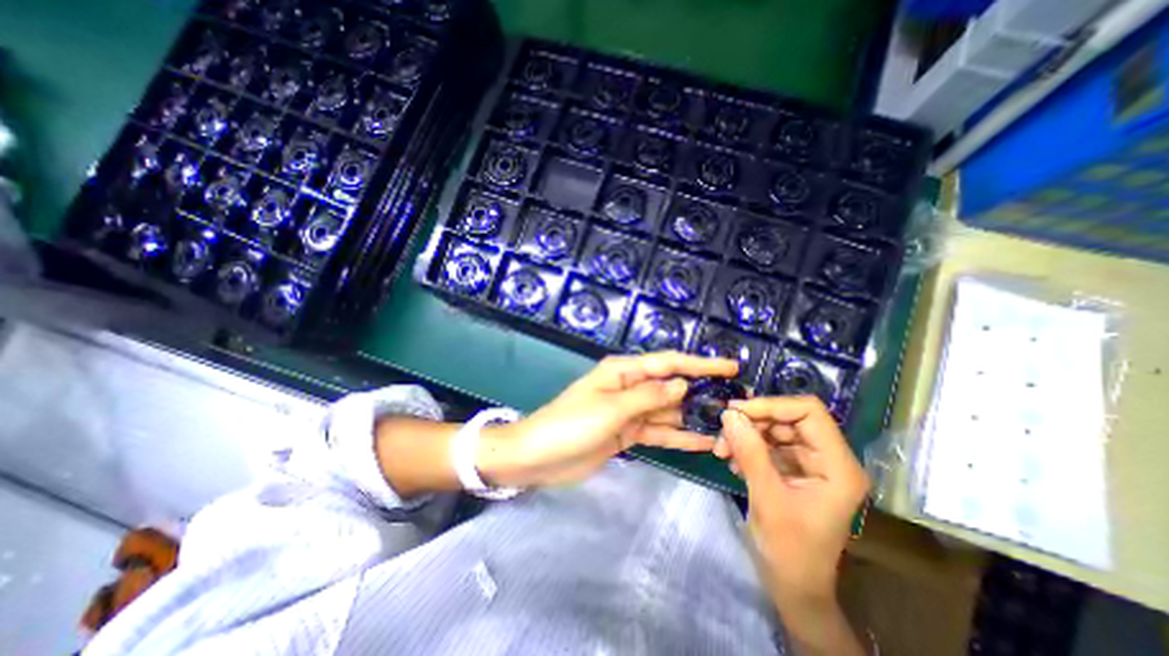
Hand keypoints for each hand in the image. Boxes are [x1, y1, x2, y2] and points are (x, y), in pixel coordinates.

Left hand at [472, 354, 727, 485]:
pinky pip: (658, 431)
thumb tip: (682, 384)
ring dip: (694, 416)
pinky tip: (703, 442)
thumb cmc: (570, 425)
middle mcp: (629, 387)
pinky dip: (679, 436)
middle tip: (737, 401)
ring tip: (728, 424)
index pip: (668, 363)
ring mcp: (629, 412)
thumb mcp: (610, 408)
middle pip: (671, 387)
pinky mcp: (627, 433)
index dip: (700, 364)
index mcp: (623, 371)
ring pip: (668, 411)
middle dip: (702, 392)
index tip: (731, 367)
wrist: (538, 458)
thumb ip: (648, 397)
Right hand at [714, 394, 866, 602]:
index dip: (772, 405)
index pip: (809, 412)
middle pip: (788, 419)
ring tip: (722, 451)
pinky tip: (731, 461)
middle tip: (722, 433)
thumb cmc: (789, 550)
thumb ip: (749, 452)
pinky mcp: (793, 470)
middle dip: (752, 423)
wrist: (793, 587)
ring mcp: (810, 464)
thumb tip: (729, 414)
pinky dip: (746, 447)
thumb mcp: (767, 498)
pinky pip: (767, 445)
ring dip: (745, 435)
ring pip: (774, 430)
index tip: (736, 411)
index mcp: (838, 466)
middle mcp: (828, 458)